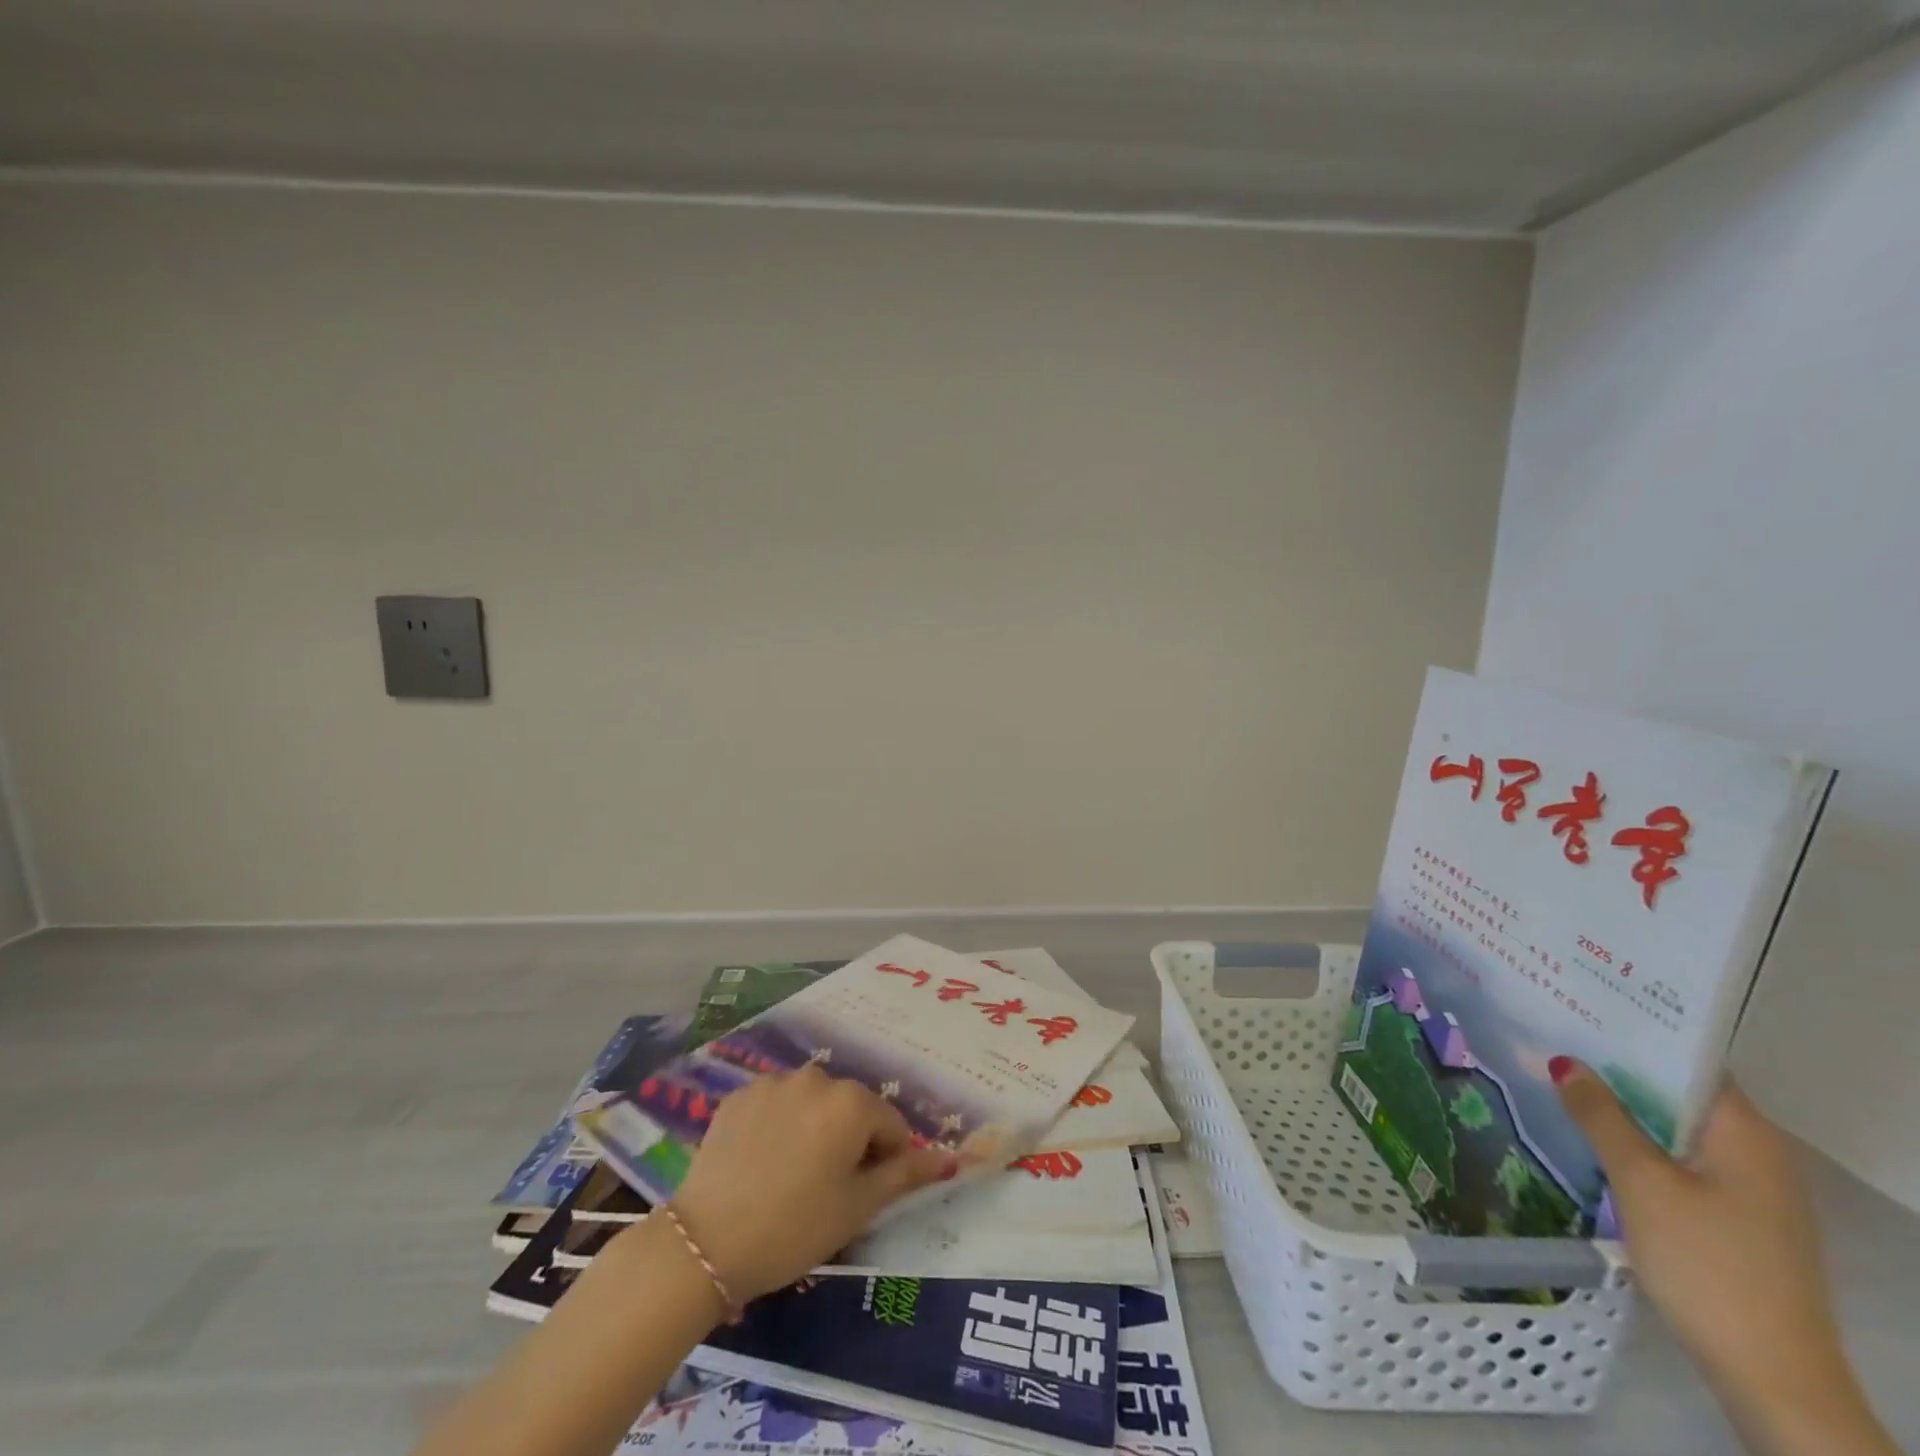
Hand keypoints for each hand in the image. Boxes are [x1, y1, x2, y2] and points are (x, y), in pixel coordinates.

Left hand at [668, 1064, 954, 1303]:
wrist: (705, 1243)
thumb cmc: (794, 1228)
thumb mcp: (857, 1208)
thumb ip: (905, 1174)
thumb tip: (949, 1159)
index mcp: (852, 1102)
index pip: (891, 1125)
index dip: (887, 1161)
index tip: (864, 1194)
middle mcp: (817, 1077)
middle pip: (851, 1109)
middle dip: (850, 1141)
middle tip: (827, 1189)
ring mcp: (774, 1082)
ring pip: (813, 1103)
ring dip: (815, 1129)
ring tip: (792, 1176)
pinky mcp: (740, 1093)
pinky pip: (777, 1104)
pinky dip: (779, 1125)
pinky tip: (762, 1162)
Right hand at [1554, 1062, 1894, 1454]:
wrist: (1772, 1377)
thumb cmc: (1708, 1264)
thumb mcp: (1642, 1182)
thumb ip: (1601, 1116)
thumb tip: (1565, 1061)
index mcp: (1746, 1134)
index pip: (1690, 1060)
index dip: (1636, 1031)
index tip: (1580, 1008)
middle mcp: (1757, 1153)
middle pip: (1680, 1092)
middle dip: (1619, 1068)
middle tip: (1553, 1038)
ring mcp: (1749, 1190)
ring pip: (1676, 1127)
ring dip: (1624, 1107)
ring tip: (1560, 1080)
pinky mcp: (1735, 1219)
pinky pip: (1679, 1159)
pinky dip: (1638, 1142)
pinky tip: (1592, 1139)